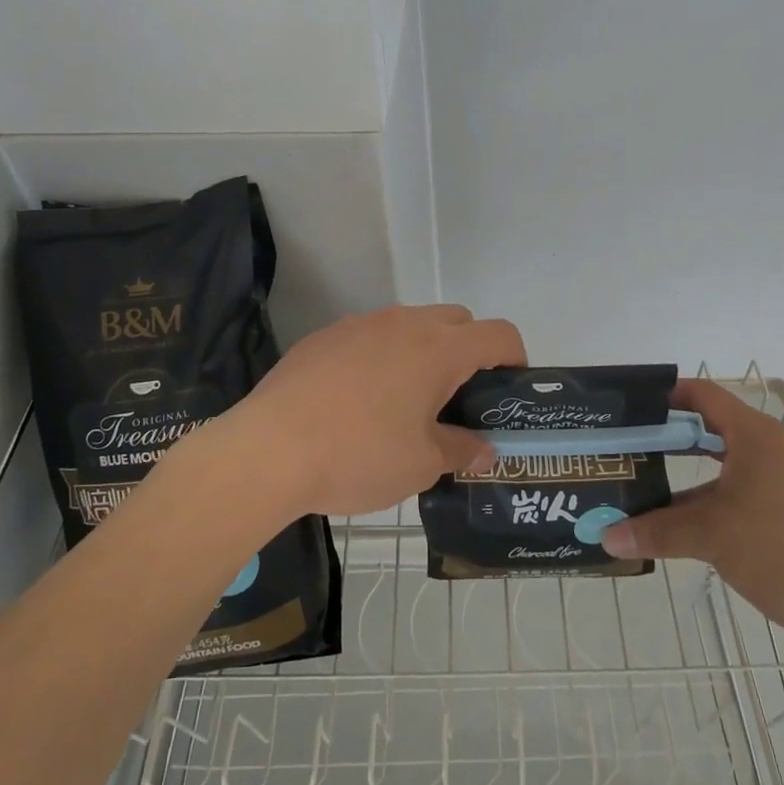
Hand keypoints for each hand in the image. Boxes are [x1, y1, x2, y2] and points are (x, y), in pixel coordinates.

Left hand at [221, 305, 525, 519]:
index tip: (508, 391)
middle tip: (457, 399)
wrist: (268, 449)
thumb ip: (461, 450)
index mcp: (438, 348)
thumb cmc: (358, 455)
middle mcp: (404, 323)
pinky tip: (358, 400)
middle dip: (469, 351)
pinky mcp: (325, 336)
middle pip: (457, 320)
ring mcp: (360, 324)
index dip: (515, 359)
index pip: (499, 334)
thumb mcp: (421, 464)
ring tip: (406, 401)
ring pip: (410, 324)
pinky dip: (381, 356)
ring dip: (423, 351)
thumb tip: (484, 450)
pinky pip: (369, 336)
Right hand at [601, 379, 783, 645]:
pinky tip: (704, 525)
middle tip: (638, 450)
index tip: (636, 407)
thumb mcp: (711, 537)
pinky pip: (758, 488)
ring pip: (737, 464)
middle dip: (677, 440)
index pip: (705, 395)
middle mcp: (781, 447)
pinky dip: (726, 496)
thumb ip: (656, 531)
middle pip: (719, 429)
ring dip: (699, 475)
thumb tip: (606, 537)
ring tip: (660, 491)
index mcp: (758, 436)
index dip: (669, 395)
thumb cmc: (782, 552)